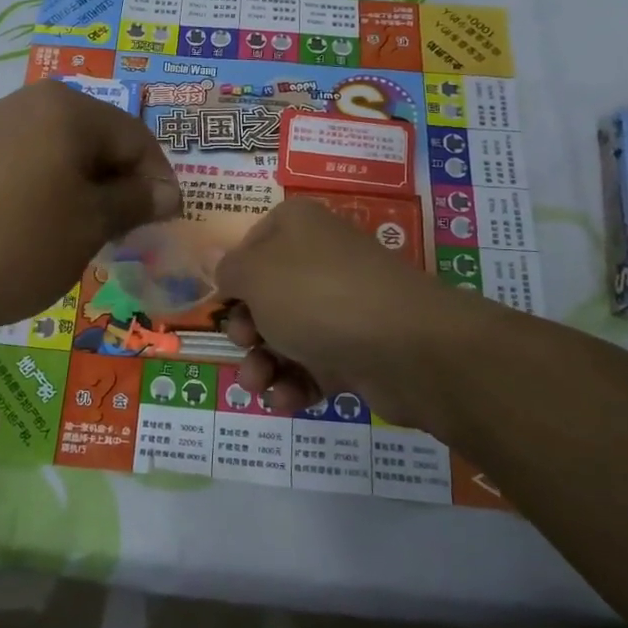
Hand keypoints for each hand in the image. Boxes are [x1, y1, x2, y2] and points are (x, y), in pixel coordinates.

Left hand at [0, 81, 179, 332]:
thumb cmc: (8, 244)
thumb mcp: (86, 228)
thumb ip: (132, 203)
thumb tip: (165, 190)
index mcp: (67, 109)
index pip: (136, 138)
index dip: (157, 182)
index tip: (162, 225)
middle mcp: (25, 103)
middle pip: (93, 141)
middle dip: (114, 187)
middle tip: (119, 236)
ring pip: (53, 155)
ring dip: (76, 193)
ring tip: (72, 240)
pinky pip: (16, 168)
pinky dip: (36, 196)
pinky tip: (23, 235)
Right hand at [214, 199, 467, 425]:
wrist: (404, 347)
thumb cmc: (315, 295)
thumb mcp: (254, 274)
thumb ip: (228, 270)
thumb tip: (223, 267)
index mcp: (298, 227)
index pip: (252, 244)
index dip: (233, 277)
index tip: (223, 304)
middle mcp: (321, 260)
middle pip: (267, 296)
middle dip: (247, 329)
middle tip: (245, 344)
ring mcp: (344, 305)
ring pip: (288, 335)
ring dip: (264, 364)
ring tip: (258, 384)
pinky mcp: (360, 349)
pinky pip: (316, 365)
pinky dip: (296, 383)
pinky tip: (287, 399)